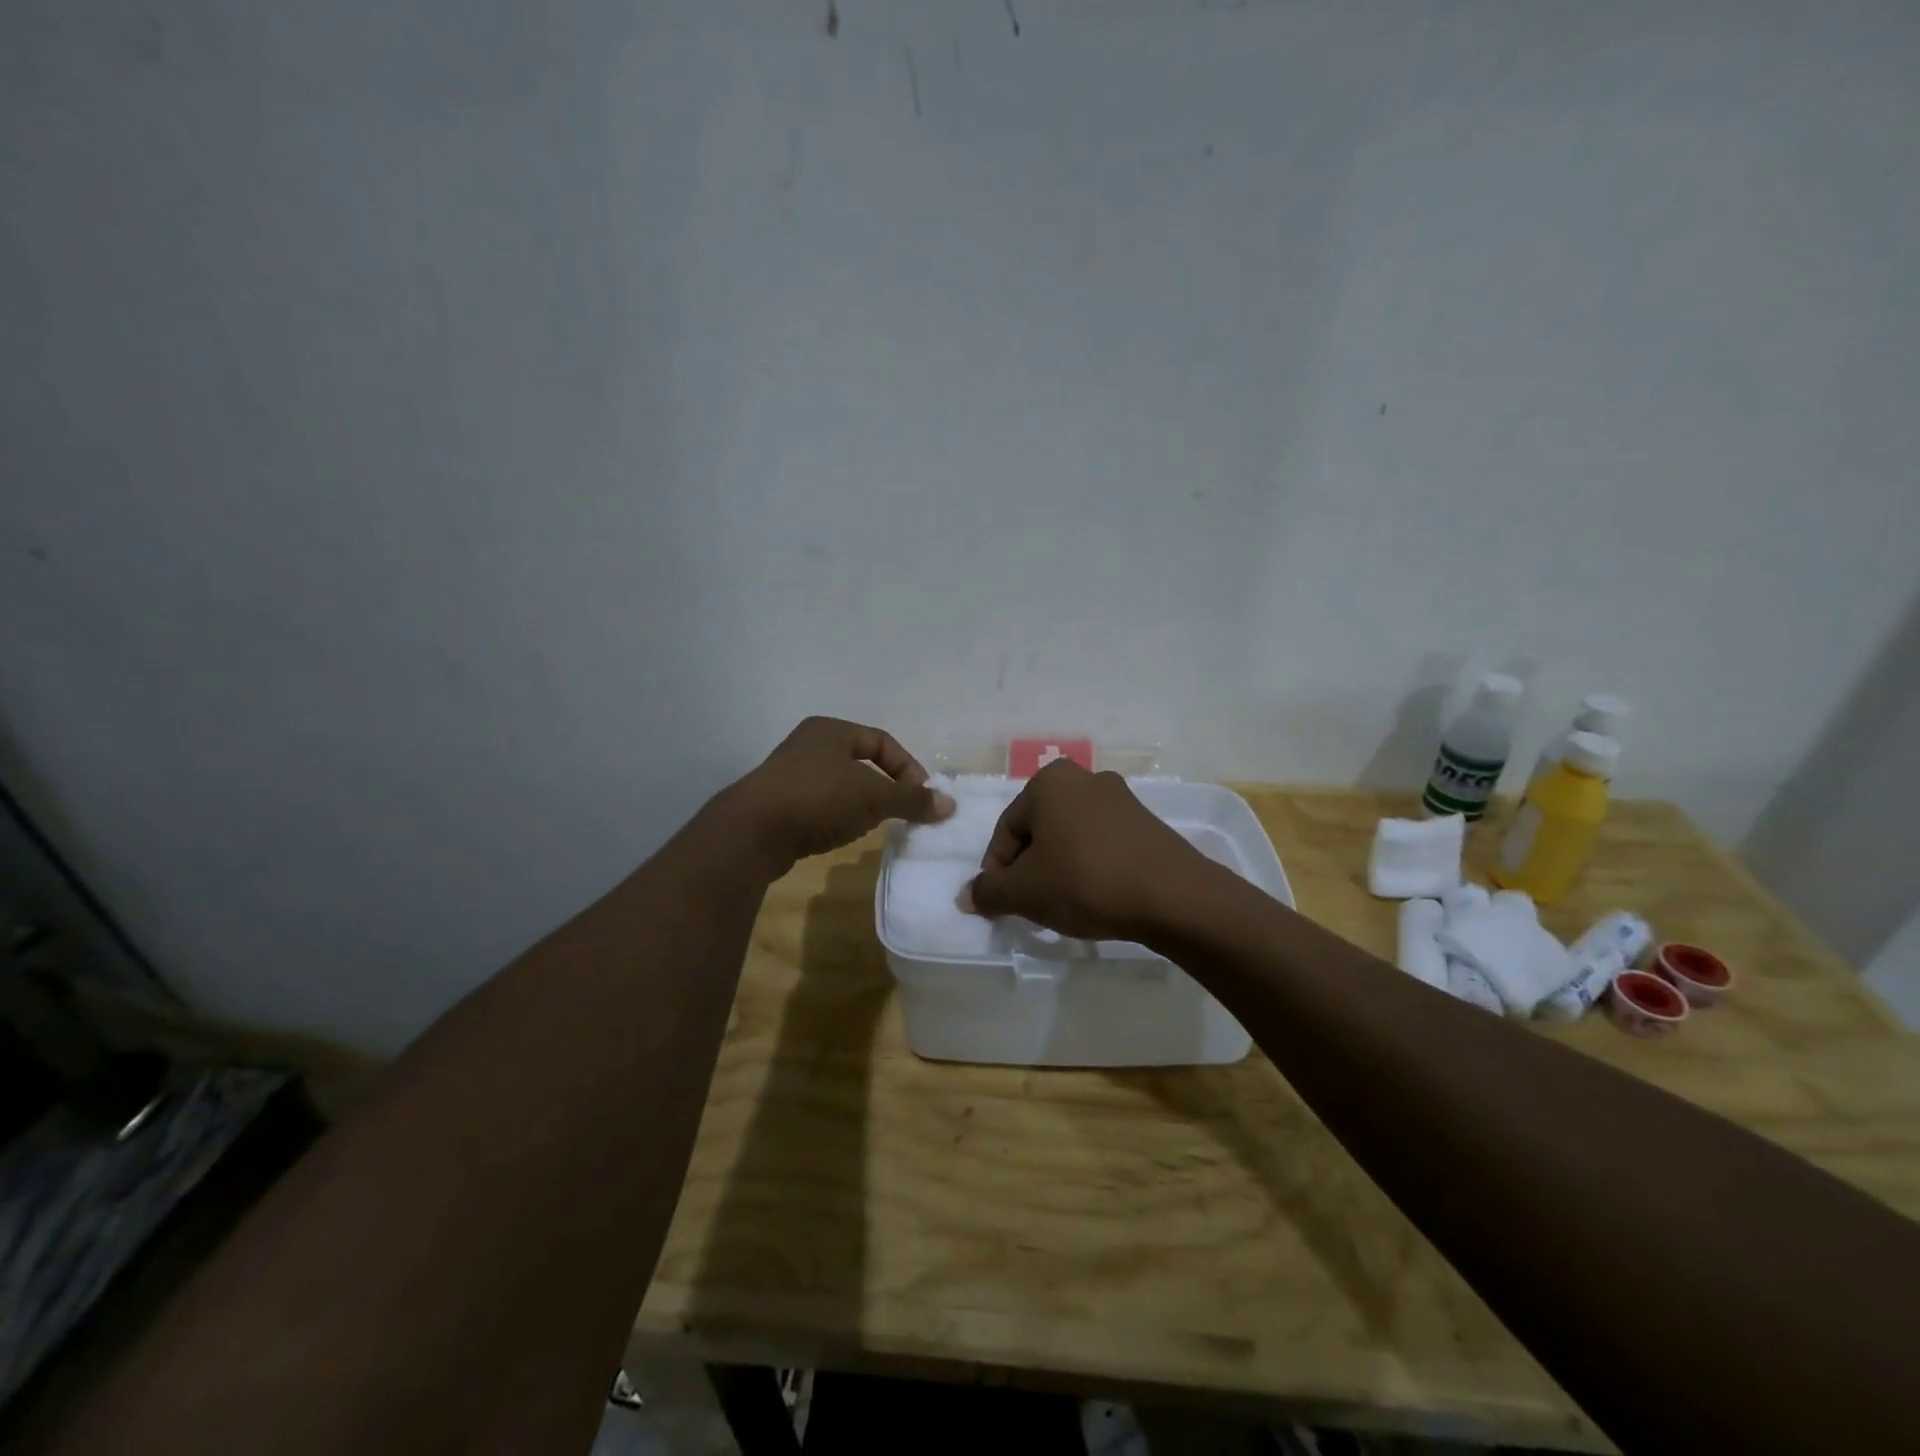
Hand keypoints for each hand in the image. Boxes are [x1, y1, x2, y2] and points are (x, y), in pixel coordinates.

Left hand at [725, 717, 954, 873]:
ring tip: (874, 825)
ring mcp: (790, 774)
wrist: (752, 832)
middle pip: (862, 763)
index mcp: (831, 730)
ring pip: (841, 785)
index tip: (922, 797)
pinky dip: (839, 816)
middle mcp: (809, 745)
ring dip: (863, 804)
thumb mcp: (873, 796)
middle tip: (902, 811)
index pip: (883, 742)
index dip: (908, 768)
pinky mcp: (779, 804)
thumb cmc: (819, 798)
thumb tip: (950, 805)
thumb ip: (912, 799)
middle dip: (886, 787)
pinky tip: (842, 834)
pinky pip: (821, 805)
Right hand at [966, 760, 1209, 940]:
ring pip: (1071, 837)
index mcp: (1049, 782)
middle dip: (1029, 868)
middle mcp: (1084, 778)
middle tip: (1029, 904)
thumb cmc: (1084, 881)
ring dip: (1059, 868)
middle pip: (1040, 829)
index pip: (1007, 829)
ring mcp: (1121, 798)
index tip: (1000, 903)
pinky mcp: (1146, 823)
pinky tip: (1095, 897)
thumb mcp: (1025, 892)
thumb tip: (967, 896)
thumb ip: (989, 892)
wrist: (1172, 895)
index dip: (997, 870)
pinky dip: (1090, 867)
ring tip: (1062, 905)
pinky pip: (1102, 844)